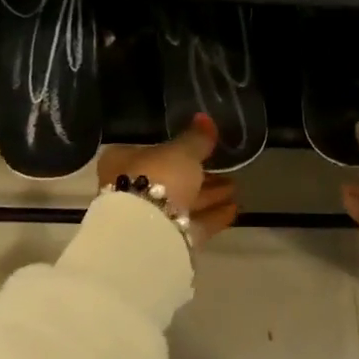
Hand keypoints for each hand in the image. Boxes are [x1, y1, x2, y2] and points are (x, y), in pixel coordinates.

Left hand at [97, 114, 239, 244]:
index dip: (178, 150)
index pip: (153, 151)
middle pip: (170, 179)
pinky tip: (234, 209)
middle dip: (199, 176)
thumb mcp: (181, 152)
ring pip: (182, 203)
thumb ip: (195, 138)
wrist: (146, 232)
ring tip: (235, 187)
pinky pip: (191, 224)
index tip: (204, 149)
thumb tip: (205, 118)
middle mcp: (130, 189)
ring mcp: (147, 217)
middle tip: (226, 169)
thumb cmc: (158, 177)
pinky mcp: (165, 240)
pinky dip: (211, 216)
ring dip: (209, 196)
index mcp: (123, 161)